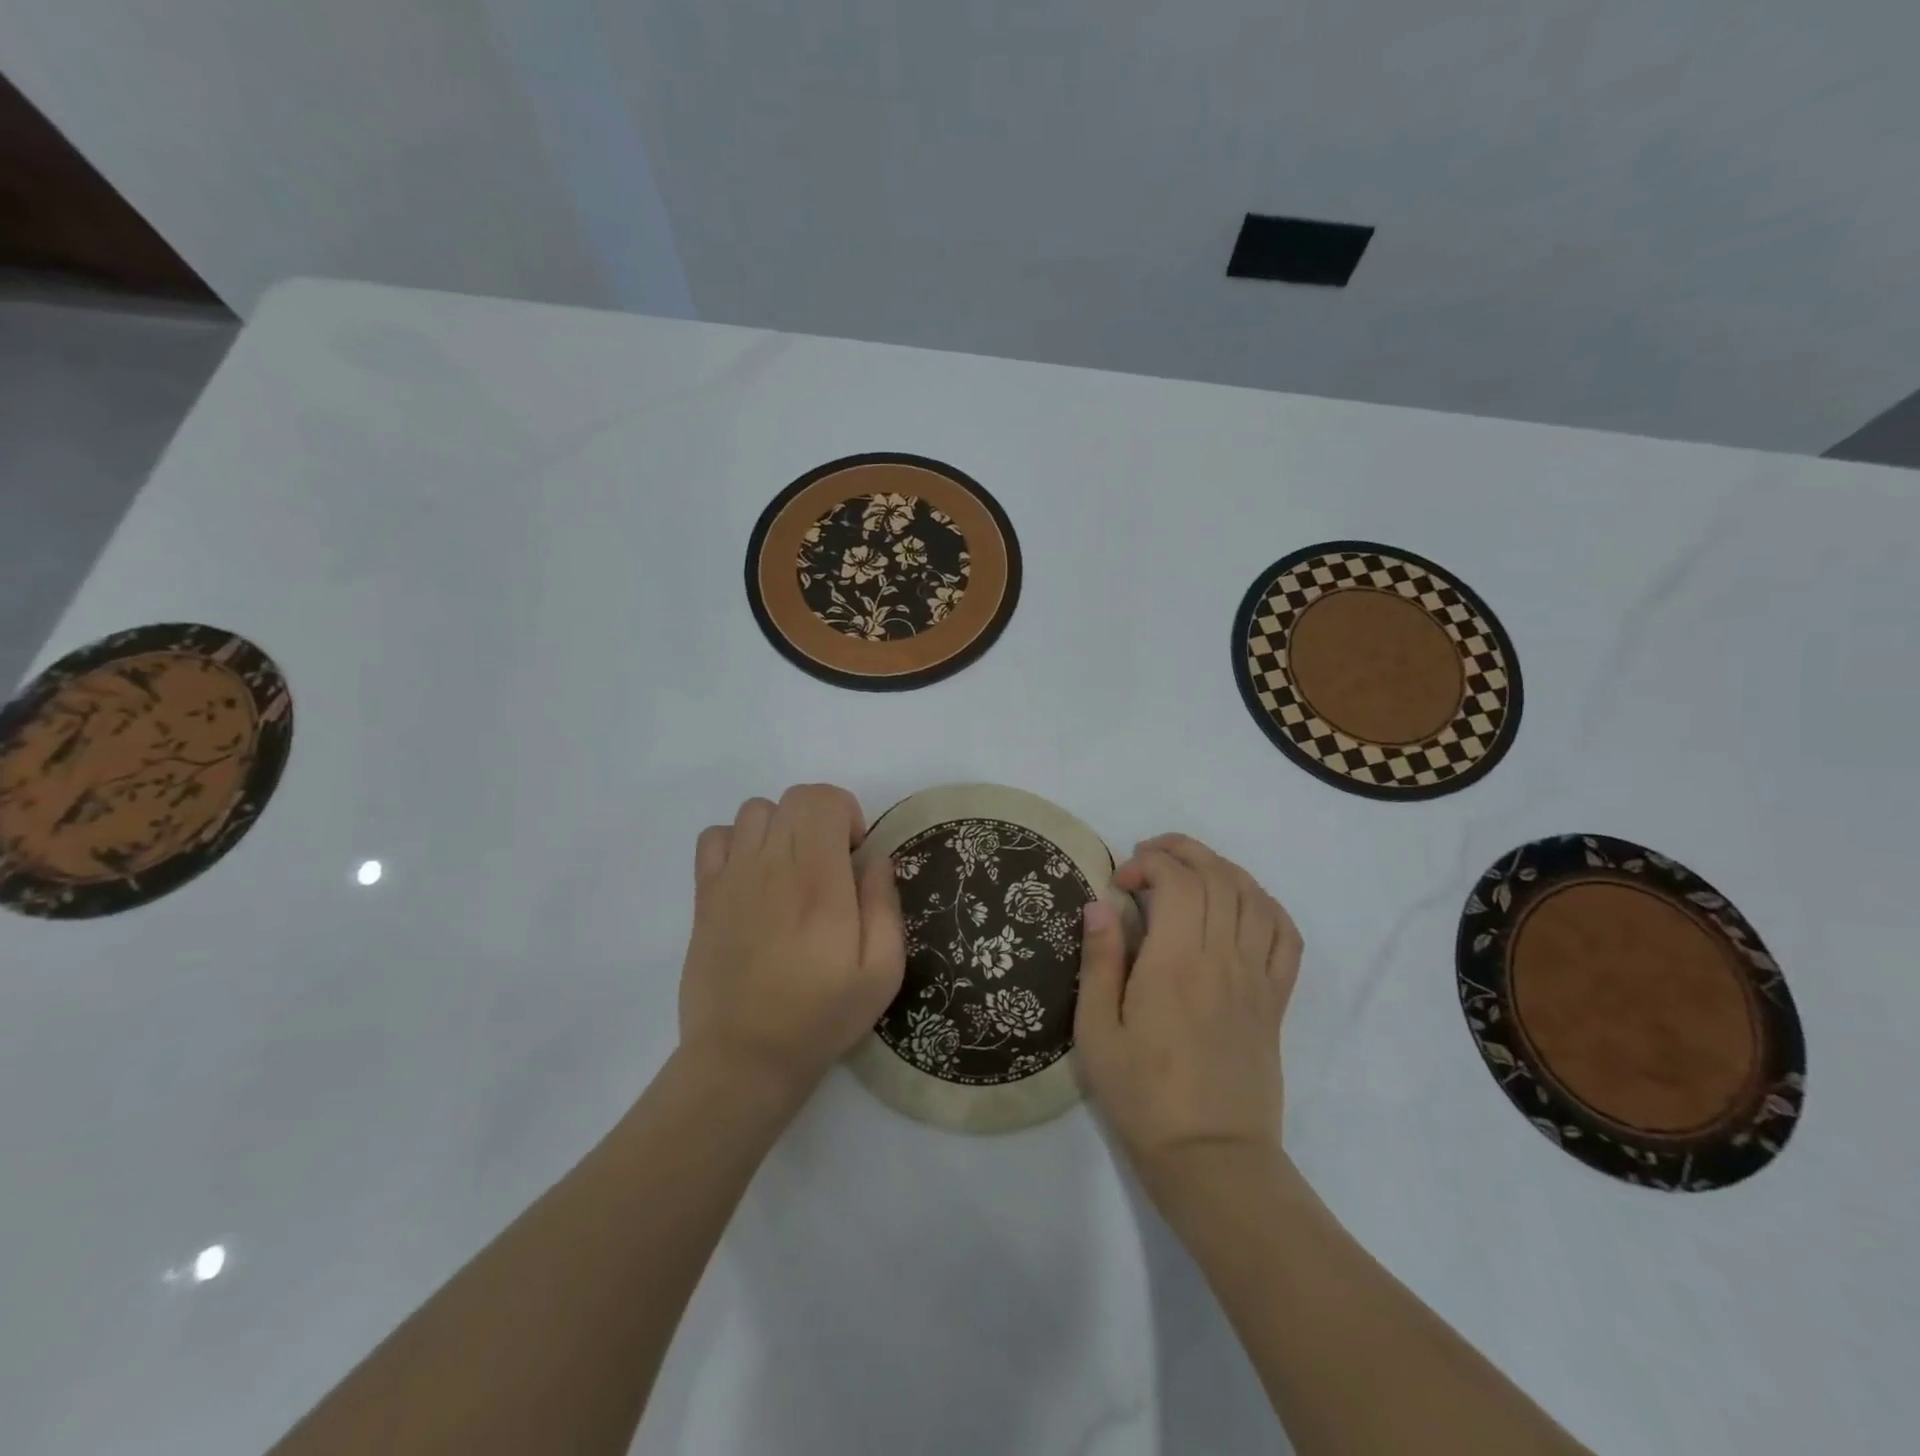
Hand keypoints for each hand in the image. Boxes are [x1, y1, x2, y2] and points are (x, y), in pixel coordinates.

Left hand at [678, 785, 905, 1101]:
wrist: (744, 1057)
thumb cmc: (821, 1016)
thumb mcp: (882, 972)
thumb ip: (885, 905)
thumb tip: (875, 859)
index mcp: (819, 881)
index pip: (823, 799)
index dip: (847, 813)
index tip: (854, 855)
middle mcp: (772, 866)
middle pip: (793, 798)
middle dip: (821, 817)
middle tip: (829, 864)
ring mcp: (732, 878)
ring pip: (755, 810)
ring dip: (781, 827)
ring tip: (791, 869)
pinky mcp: (705, 896)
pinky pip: (714, 837)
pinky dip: (736, 842)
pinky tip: (752, 877)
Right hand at [1074, 833, 1301, 1192]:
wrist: (1211, 1158)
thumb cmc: (1143, 1096)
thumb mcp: (1096, 1032)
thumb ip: (1099, 962)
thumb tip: (1098, 904)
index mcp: (1176, 964)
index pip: (1177, 881)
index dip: (1148, 863)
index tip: (1119, 882)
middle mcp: (1223, 959)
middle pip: (1217, 876)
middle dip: (1181, 851)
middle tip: (1148, 858)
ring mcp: (1257, 978)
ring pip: (1253, 896)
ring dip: (1221, 868)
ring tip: (1189, 871)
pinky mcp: (1276, 1000)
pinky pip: (1285, 935)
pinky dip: (1265, 904)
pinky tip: (1239, 904)